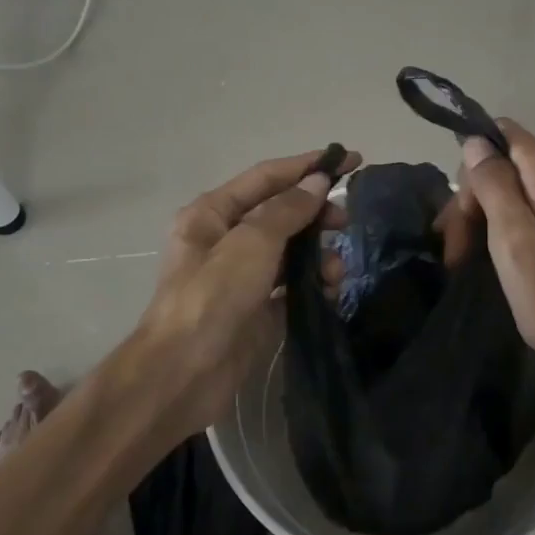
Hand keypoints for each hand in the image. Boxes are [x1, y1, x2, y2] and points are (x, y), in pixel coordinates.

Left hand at [134, 147, 358, 430]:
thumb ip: (287, 210)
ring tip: (335, 272)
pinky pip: (292, 286)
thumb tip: (317, 182)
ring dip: (318, 255)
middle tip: (346, 221)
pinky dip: (312, 285)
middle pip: (281, 214)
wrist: (183, 375)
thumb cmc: (212, 298)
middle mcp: (226, 240)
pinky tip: (329, 292)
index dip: (308, 165)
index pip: (267, 177)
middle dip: (316, 215)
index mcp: (212, 214)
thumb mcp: (251, 244)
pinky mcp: (256, 309)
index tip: (351, 159)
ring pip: (291, 252)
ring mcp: (241, 277)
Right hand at [459, 121, 534, 394]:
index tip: (461, 216)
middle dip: (476, 201)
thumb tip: (476, 142)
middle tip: (456, 253)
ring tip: (467, 262)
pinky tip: (500, 261)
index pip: (502, 135)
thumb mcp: (515, 245)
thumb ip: (495, 187)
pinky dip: (513, 229)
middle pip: (509, 166)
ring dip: (490, 219)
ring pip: (521, 190)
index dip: (472, 167)